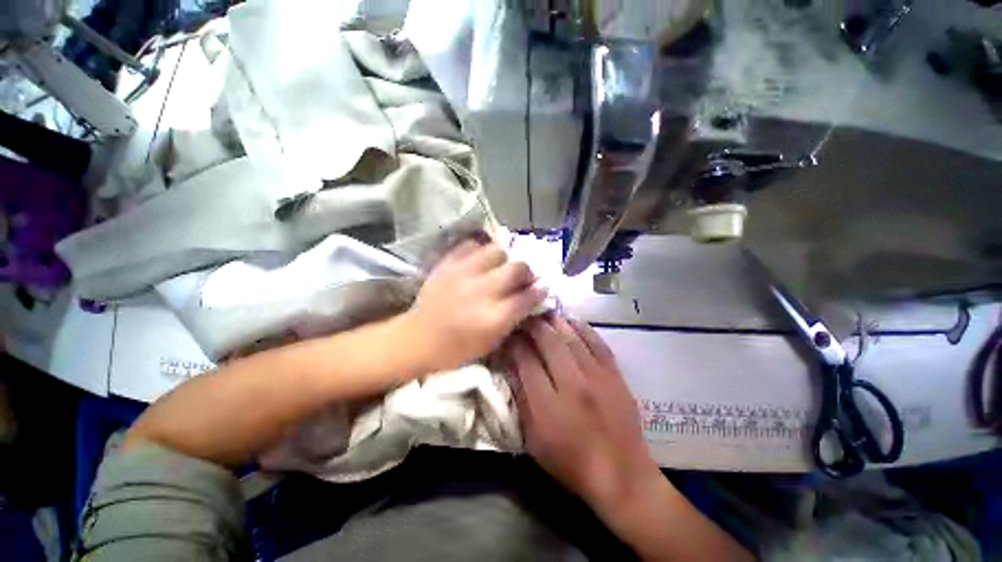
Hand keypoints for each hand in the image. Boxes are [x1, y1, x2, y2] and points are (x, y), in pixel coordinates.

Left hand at [402, 239, 547, 372]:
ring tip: (500, 267)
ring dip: (504, 259)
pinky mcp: (447, 264)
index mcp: (493, 317)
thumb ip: (514, 319)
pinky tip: (479, 262)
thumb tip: (531, 298)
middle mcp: (481, 291)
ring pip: (497, 251)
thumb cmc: (456, 349)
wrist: (417, 338)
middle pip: (517, 268)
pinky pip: (471, 245)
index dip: (540, 290)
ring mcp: (462, 273)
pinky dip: (480, 251)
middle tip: (523, 277)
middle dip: (526, 271)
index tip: (543, 287)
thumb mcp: (491, 343)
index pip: (527, 296)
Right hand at [504, 315, 662, 511]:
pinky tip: (571, 321)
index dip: (514, 343)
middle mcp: (573, 384)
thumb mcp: (534, 440)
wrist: (622, 476)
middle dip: (533, 325)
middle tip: (523, 317)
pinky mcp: (615, 375)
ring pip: (571, 337)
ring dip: (555, 322)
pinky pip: (597, 342)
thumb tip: (511, 366)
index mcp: (548, 405)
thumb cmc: (570, 463)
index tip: (508, 334)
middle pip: (548, 342)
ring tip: (543, 313)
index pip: (525, 360)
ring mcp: (597, 377)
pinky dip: (582, 328)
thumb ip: (521, 400)